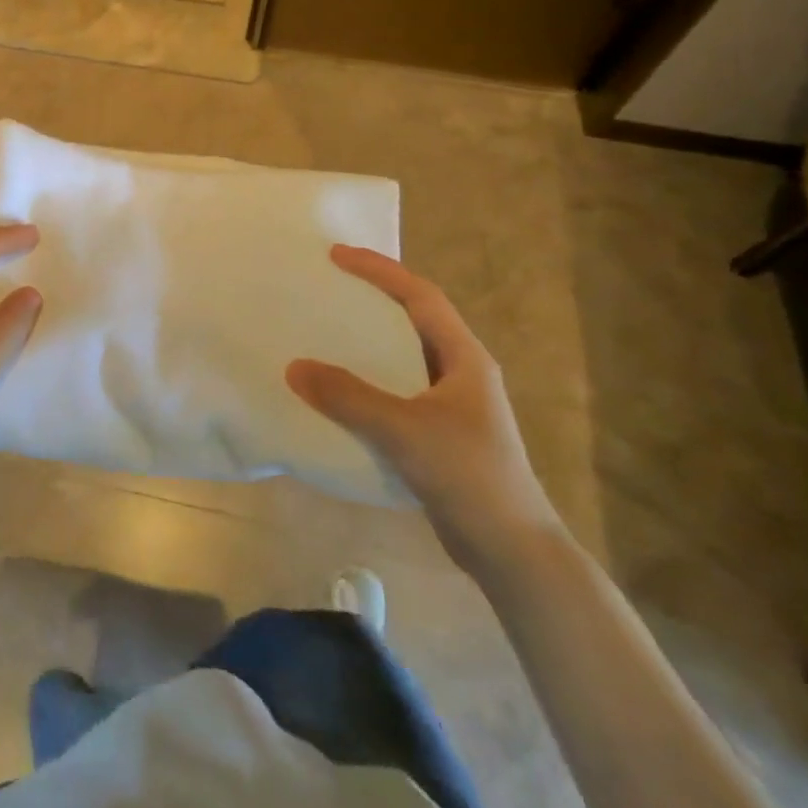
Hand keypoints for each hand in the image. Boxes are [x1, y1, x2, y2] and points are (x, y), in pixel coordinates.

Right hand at [287, 245, 561, 577]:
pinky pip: (395, 390)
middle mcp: (460, 373)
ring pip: (403, 355)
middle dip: (373, 296)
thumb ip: (349, 397)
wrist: (512, 552)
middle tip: (329, 285)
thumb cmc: (469, 477)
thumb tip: (294, 367)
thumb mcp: (404, 431)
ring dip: (368, 339)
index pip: (420, 296)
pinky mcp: (439, 434)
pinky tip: (340, 392)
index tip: (337, 255)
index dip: (380, 270)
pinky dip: (367, 380)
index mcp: (464, 358)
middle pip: (413, 319)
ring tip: (327, 330)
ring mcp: (452, 405)